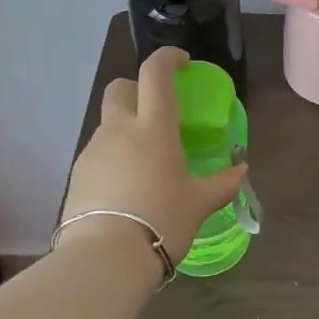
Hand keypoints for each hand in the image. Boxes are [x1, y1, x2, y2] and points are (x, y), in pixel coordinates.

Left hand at [61, 48, 247, 270]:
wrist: (105, 259)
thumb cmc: (162, 221)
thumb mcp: (200, 204)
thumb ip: (223, 183)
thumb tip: (241, 171)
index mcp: (154, 128)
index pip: (155, 73)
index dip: (167, 59)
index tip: (182, 63)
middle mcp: (119, 130)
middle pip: (119, 88)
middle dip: (136, 89)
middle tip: (157, 112)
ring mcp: (93, 151)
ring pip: (108, 124)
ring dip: (126, 129)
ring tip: (146, 163)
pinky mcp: (77, 175)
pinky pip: (98, 153)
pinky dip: (114, 157)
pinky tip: (126, 187)